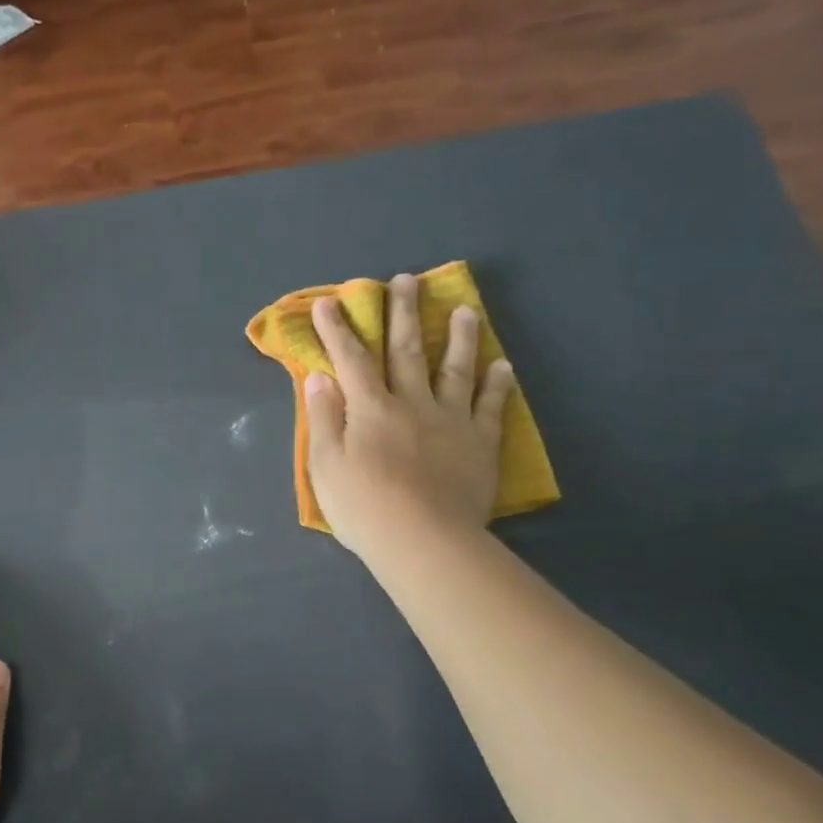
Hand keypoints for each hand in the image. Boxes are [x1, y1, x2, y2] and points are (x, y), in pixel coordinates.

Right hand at [305, 272, 516, 560]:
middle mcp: (412, 403)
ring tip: (466, 309)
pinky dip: (497, 385)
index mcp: (370, 409)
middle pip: (407, 350)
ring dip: (460, 337)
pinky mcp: (480, 443)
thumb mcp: (325, 466)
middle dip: (403, 313)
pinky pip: (491, 407)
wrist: (424, 542)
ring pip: (455, 369)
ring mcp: (451, 420)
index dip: (338, 330)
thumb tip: (320, 377)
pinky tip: (503, 366)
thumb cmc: (364, 508)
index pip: (351, 360)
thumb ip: (323, 419)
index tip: (328, 302)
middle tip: (405, 281)